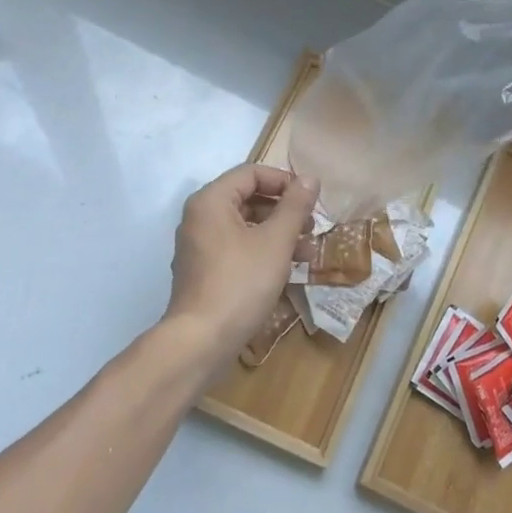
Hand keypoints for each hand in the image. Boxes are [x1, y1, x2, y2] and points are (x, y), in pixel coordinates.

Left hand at [163, 163, 319, 361]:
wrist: (202, 340)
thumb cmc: (241, 283)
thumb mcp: (276, 242)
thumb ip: (294, 206)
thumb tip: (309, 178)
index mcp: (211, 201)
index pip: (251, 173)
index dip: (284, 181)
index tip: (311, 200)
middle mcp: (199, 218)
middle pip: (247, 198)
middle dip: (284, 211)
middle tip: (312, 227)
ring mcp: (199, 246)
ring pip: (244, 227)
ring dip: (278, 234)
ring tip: (308, 252)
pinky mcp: (204, 272)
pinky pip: (236, 249)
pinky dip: (262, 252)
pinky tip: (288, 270)